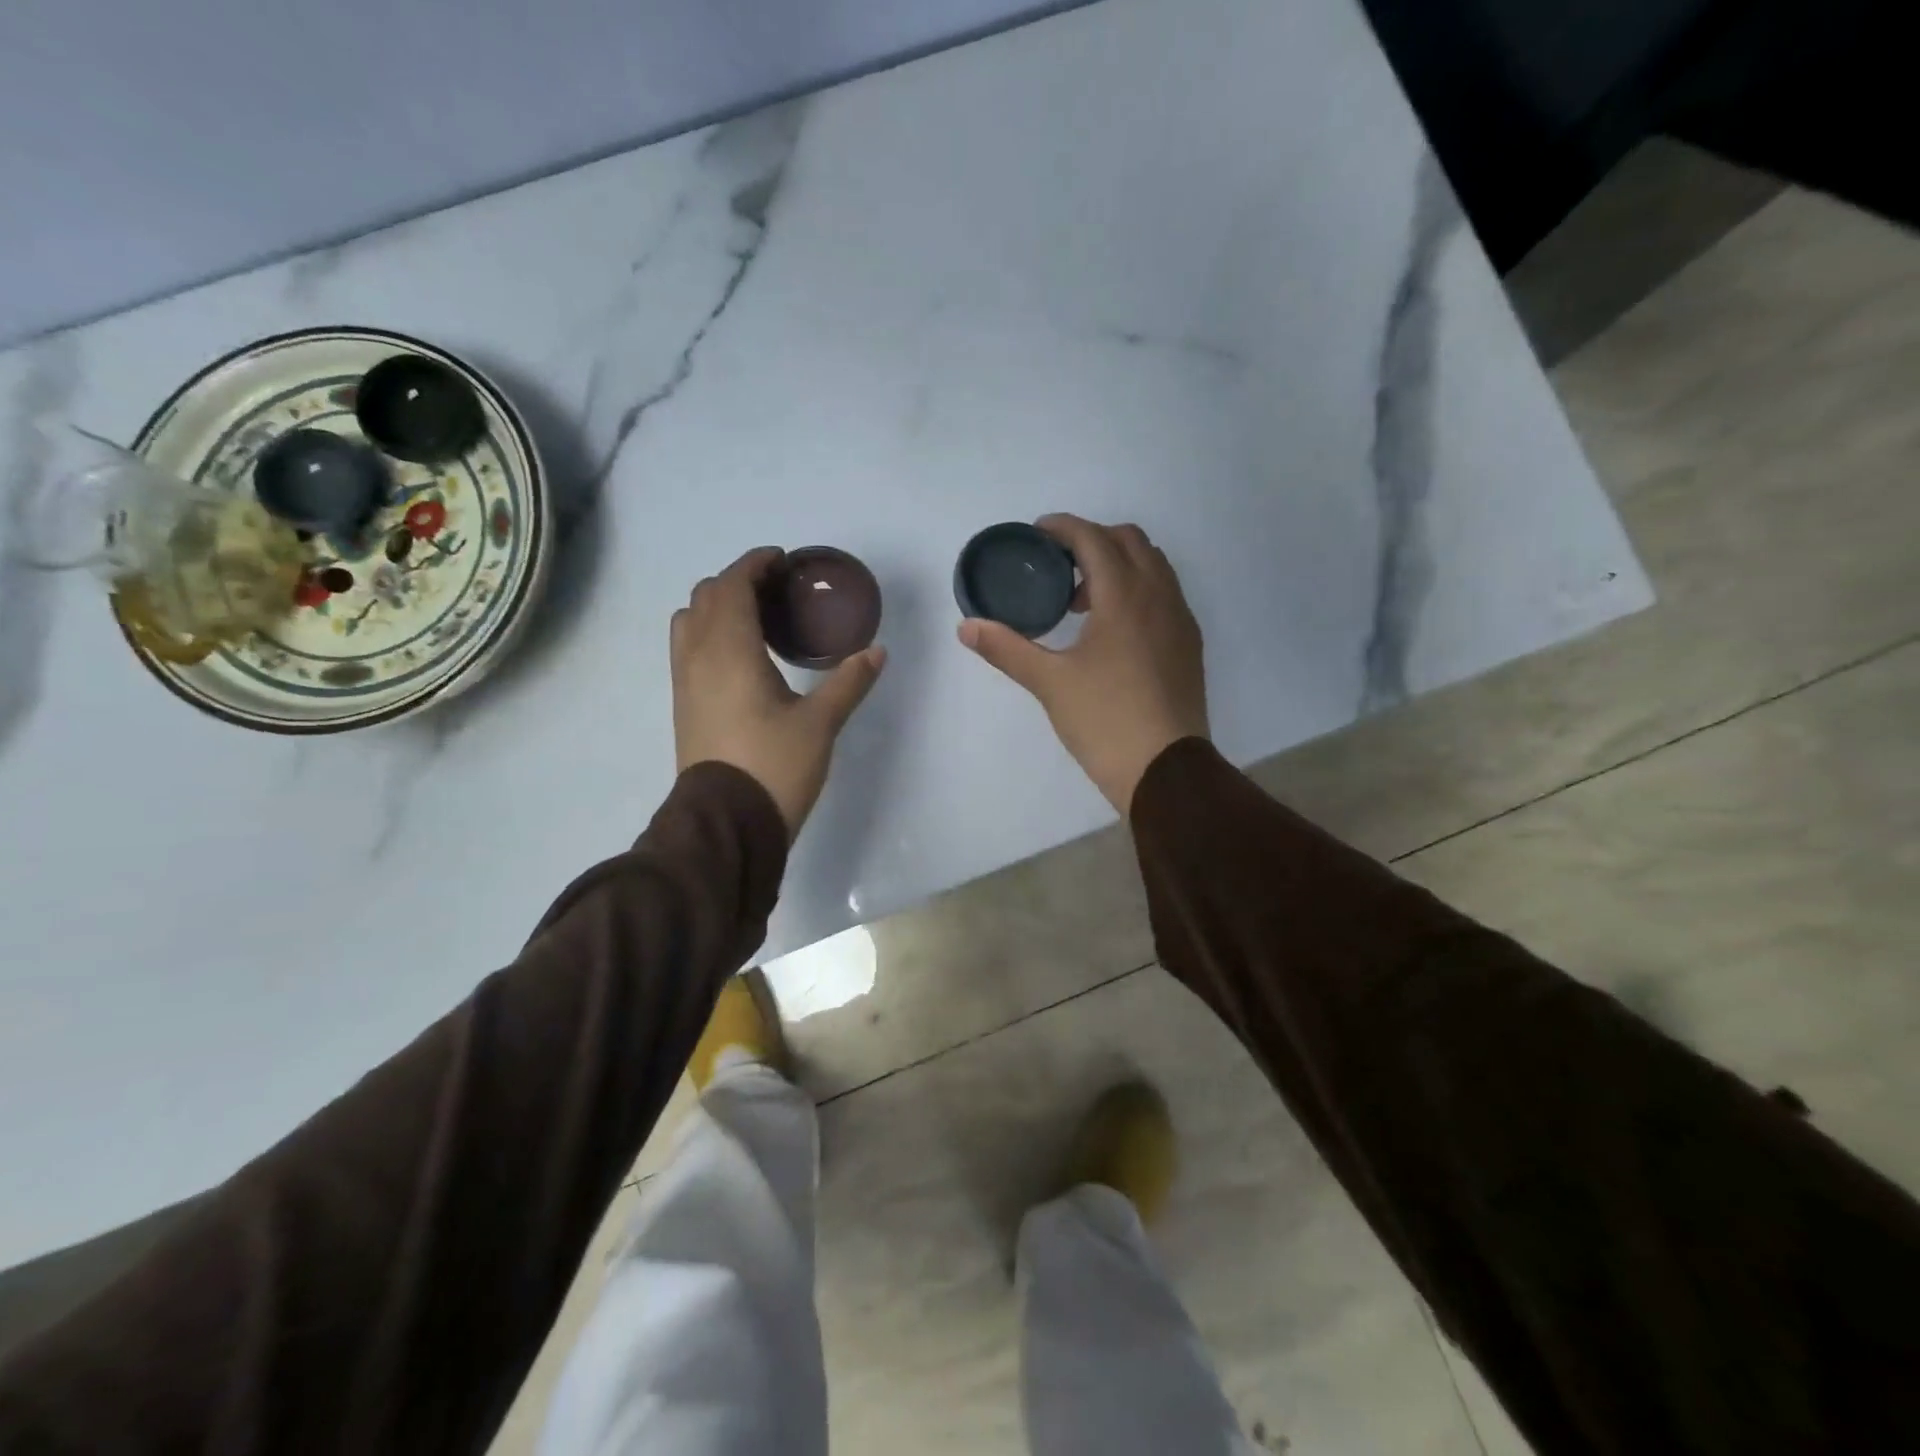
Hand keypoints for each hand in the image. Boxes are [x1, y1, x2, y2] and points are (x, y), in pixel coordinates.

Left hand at [673, 547, 885, 837]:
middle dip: (738, 581)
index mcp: (729, 651)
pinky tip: (741, 656)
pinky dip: (709, 632)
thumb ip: (848, 682)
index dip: (754, 564)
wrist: (726, 823)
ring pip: (689, 621)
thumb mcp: (820, 724)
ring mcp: (684, 682)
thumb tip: (876, 650)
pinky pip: (687, 648)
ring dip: (718, 606)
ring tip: (755, 619)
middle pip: (706, 596)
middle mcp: (698, 657)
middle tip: (776, 590)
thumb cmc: (773, 766)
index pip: (732, 585)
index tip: (781, 561)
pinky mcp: (684, 705)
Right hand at [959, 515, 1207, 813]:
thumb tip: (966, 627)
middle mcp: (1159, 595)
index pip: (1094, 538)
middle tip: (1058, 568)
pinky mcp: (1190, 644)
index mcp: (1124, 595)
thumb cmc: (1105, 720)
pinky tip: (1114, 630)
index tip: (1037, 534)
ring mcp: (1181, 619)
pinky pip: (1165, 594)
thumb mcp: (1049, 682)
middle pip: (1129, 540)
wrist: (1165, 769)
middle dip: (1092, 541)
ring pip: (1153, 566)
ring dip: (1118, 565)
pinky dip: (1139, 590)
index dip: (1063, 528)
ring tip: (1084, 602)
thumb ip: (1007, 648)